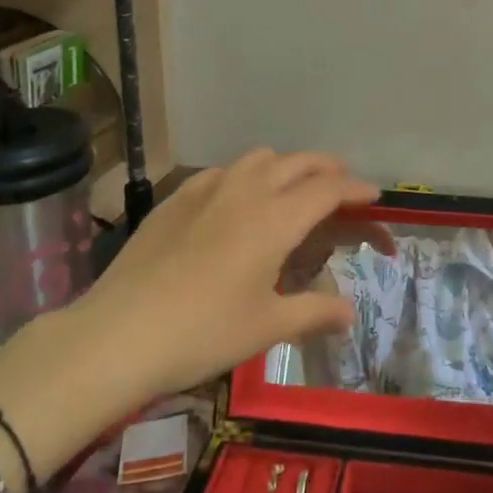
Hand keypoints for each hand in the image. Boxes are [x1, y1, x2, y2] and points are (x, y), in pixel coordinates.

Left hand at [0, 150, 374, 481]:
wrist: (118, 333)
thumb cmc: (203, 332)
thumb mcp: (266, 327)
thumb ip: (314, 312)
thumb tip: (349, 312)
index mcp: (276, 219)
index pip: (328, 189)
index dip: (356, 189)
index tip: (374, 195)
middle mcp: (246, 191)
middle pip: (298, 162)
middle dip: (327, 168)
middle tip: (342, 186)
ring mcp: (207, 189)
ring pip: (258, 158)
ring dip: (286, 166)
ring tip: (292, 189)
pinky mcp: (176, 198)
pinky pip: (222, 171)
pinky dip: (245, 175)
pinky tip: (237, 200)